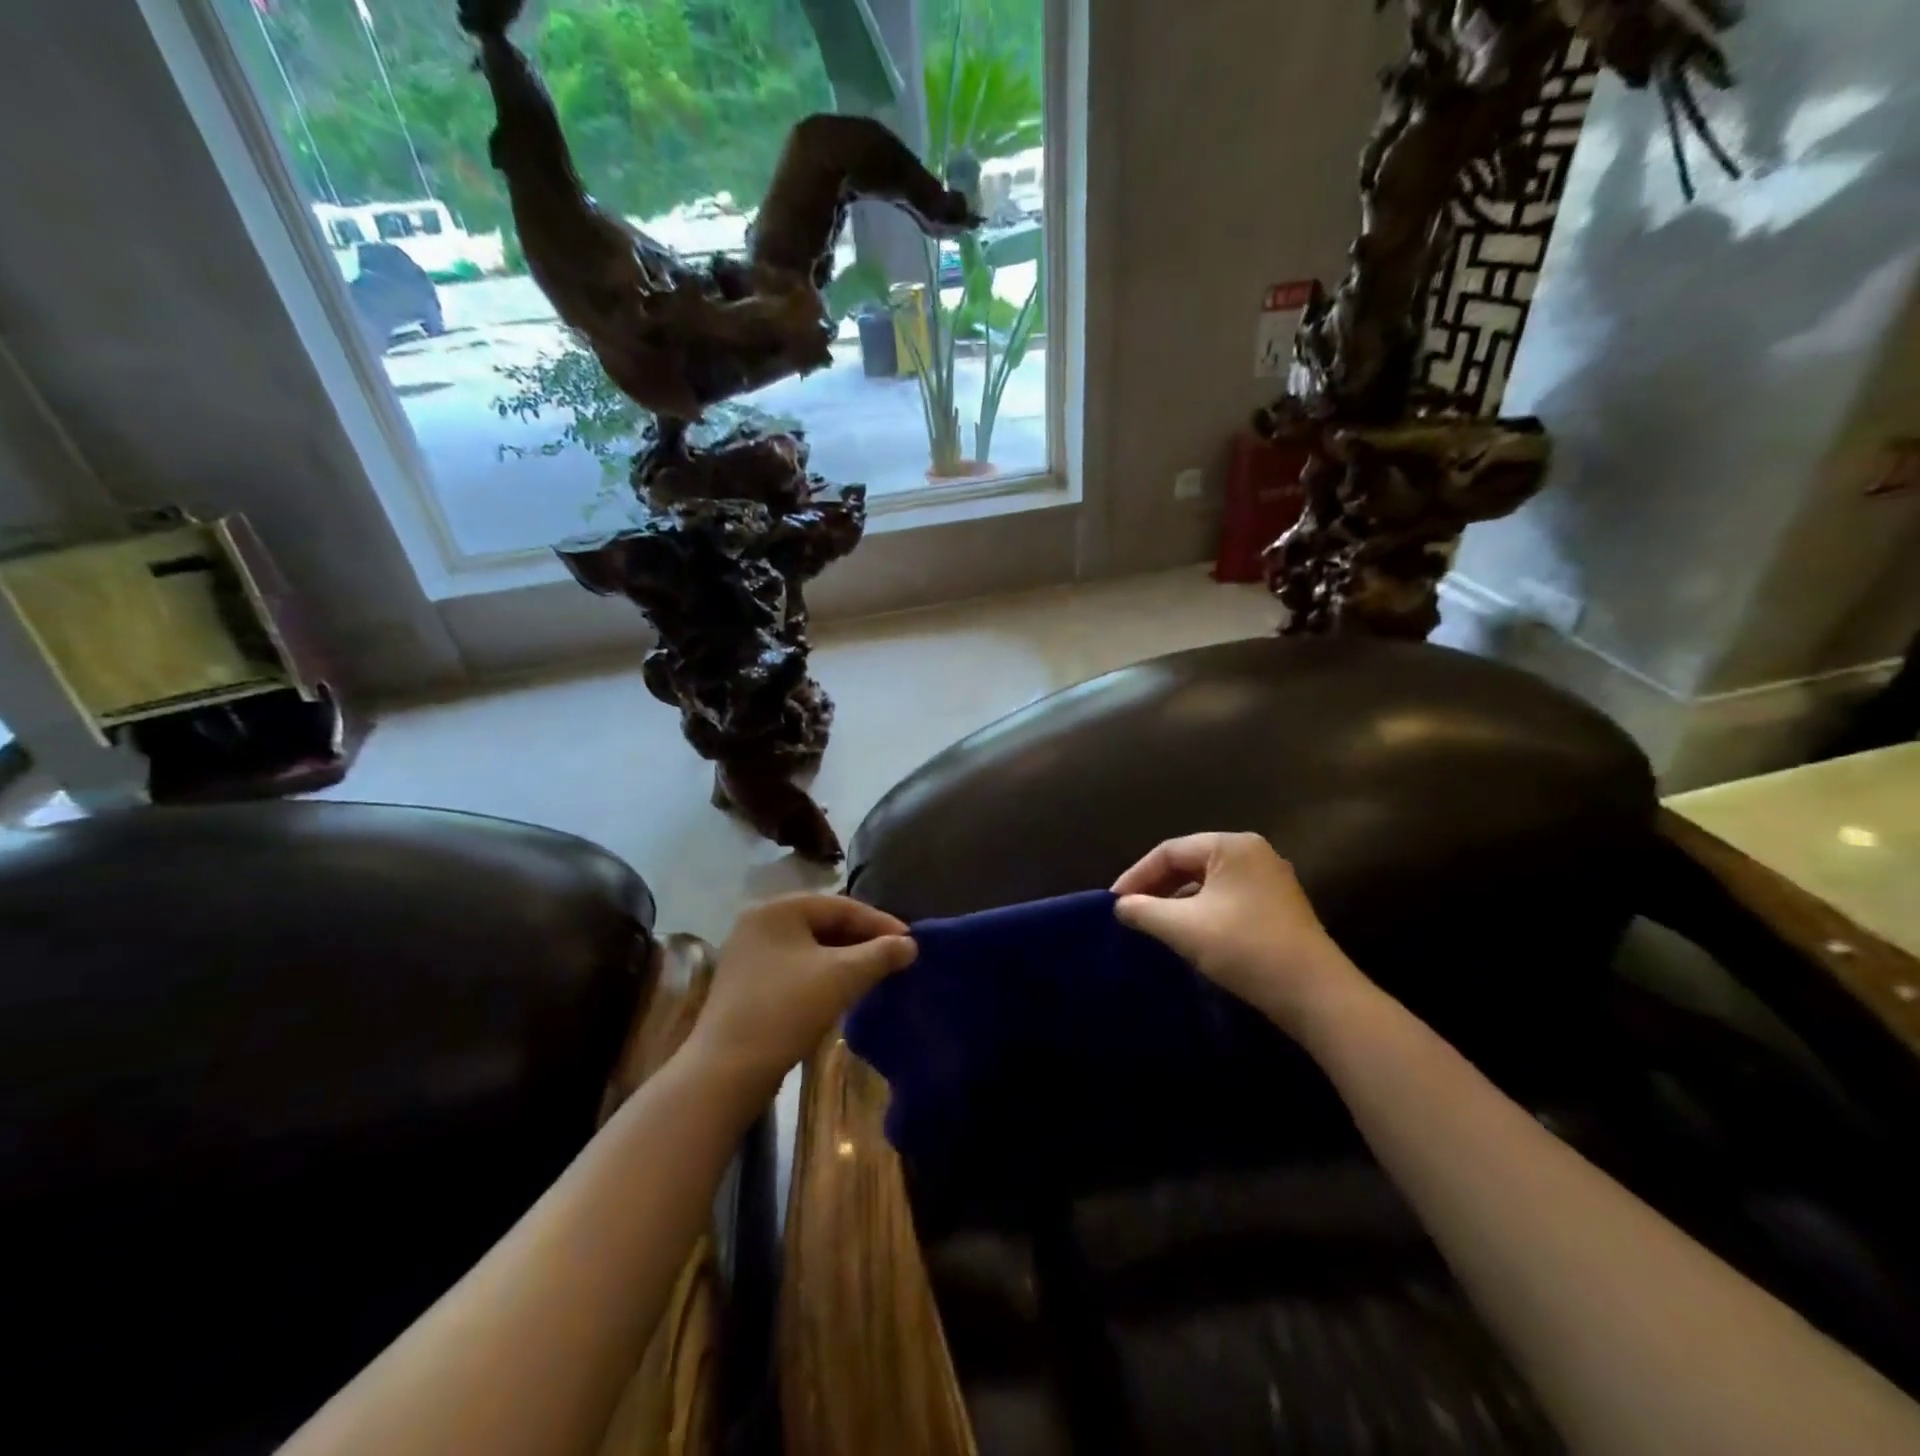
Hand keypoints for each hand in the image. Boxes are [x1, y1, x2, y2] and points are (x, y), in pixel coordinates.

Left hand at [687, 895, 916, 1096]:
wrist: (726, 1071)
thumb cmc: (786, 1010)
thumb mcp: (841, 977)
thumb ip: (880, 954)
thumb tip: (910, 944)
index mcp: (778, 909)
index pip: (841, 905)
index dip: (879, 922)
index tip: (910, 941)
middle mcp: (759, 923)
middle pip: (824, 923)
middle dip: (862, 940)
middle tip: (895, 957)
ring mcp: (748, 955)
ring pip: (810, 947)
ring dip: (845, 958)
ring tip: (875, 974)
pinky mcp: (746, 984)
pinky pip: (795, 967)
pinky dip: (823, 974)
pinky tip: (842, 991)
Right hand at [1112, 832, 1363, 1034]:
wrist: (1315, 995)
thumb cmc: (1245, 948)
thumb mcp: (1183, 928)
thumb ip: (1144, 911)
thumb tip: (1120, 906)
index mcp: (1231, 846)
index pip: (1169, 851)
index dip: (1136, 875)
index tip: (1113, 903)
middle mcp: (1253, 853)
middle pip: (1190, 863)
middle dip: (1157, 887)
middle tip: (1130, 912)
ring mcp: (1270, 880)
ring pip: (1208, 882)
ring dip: (1178, 901)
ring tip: (1153, 924)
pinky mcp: (1278, 907)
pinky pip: (1227, 898)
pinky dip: (1201, 911)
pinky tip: (1189, 934)